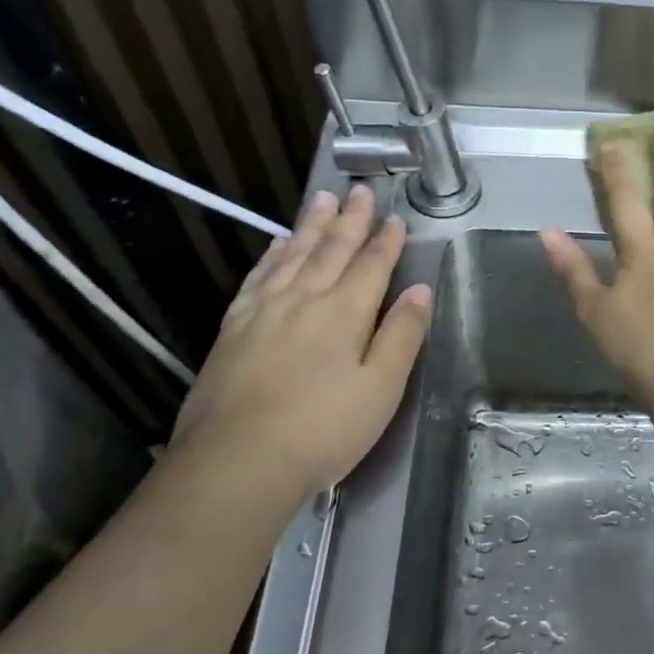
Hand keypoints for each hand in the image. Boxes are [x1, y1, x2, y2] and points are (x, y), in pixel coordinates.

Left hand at [168, 185, 432, 496]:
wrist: (236, 462)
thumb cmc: (323, 430)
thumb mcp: (381, 389)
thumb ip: (402, 335)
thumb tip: (419, 289)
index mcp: (344, 313)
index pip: (371, 265)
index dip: (386, 241)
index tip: (396, 217)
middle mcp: (304, 299)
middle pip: (331, 250)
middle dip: (350, 220)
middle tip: (360, 191)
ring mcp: (263, 311)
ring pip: (293, 255)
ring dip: (311, 226)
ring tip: (322, 200)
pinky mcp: (233, 329)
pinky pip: (258, 277)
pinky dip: (272, 256)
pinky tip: (277, 246)